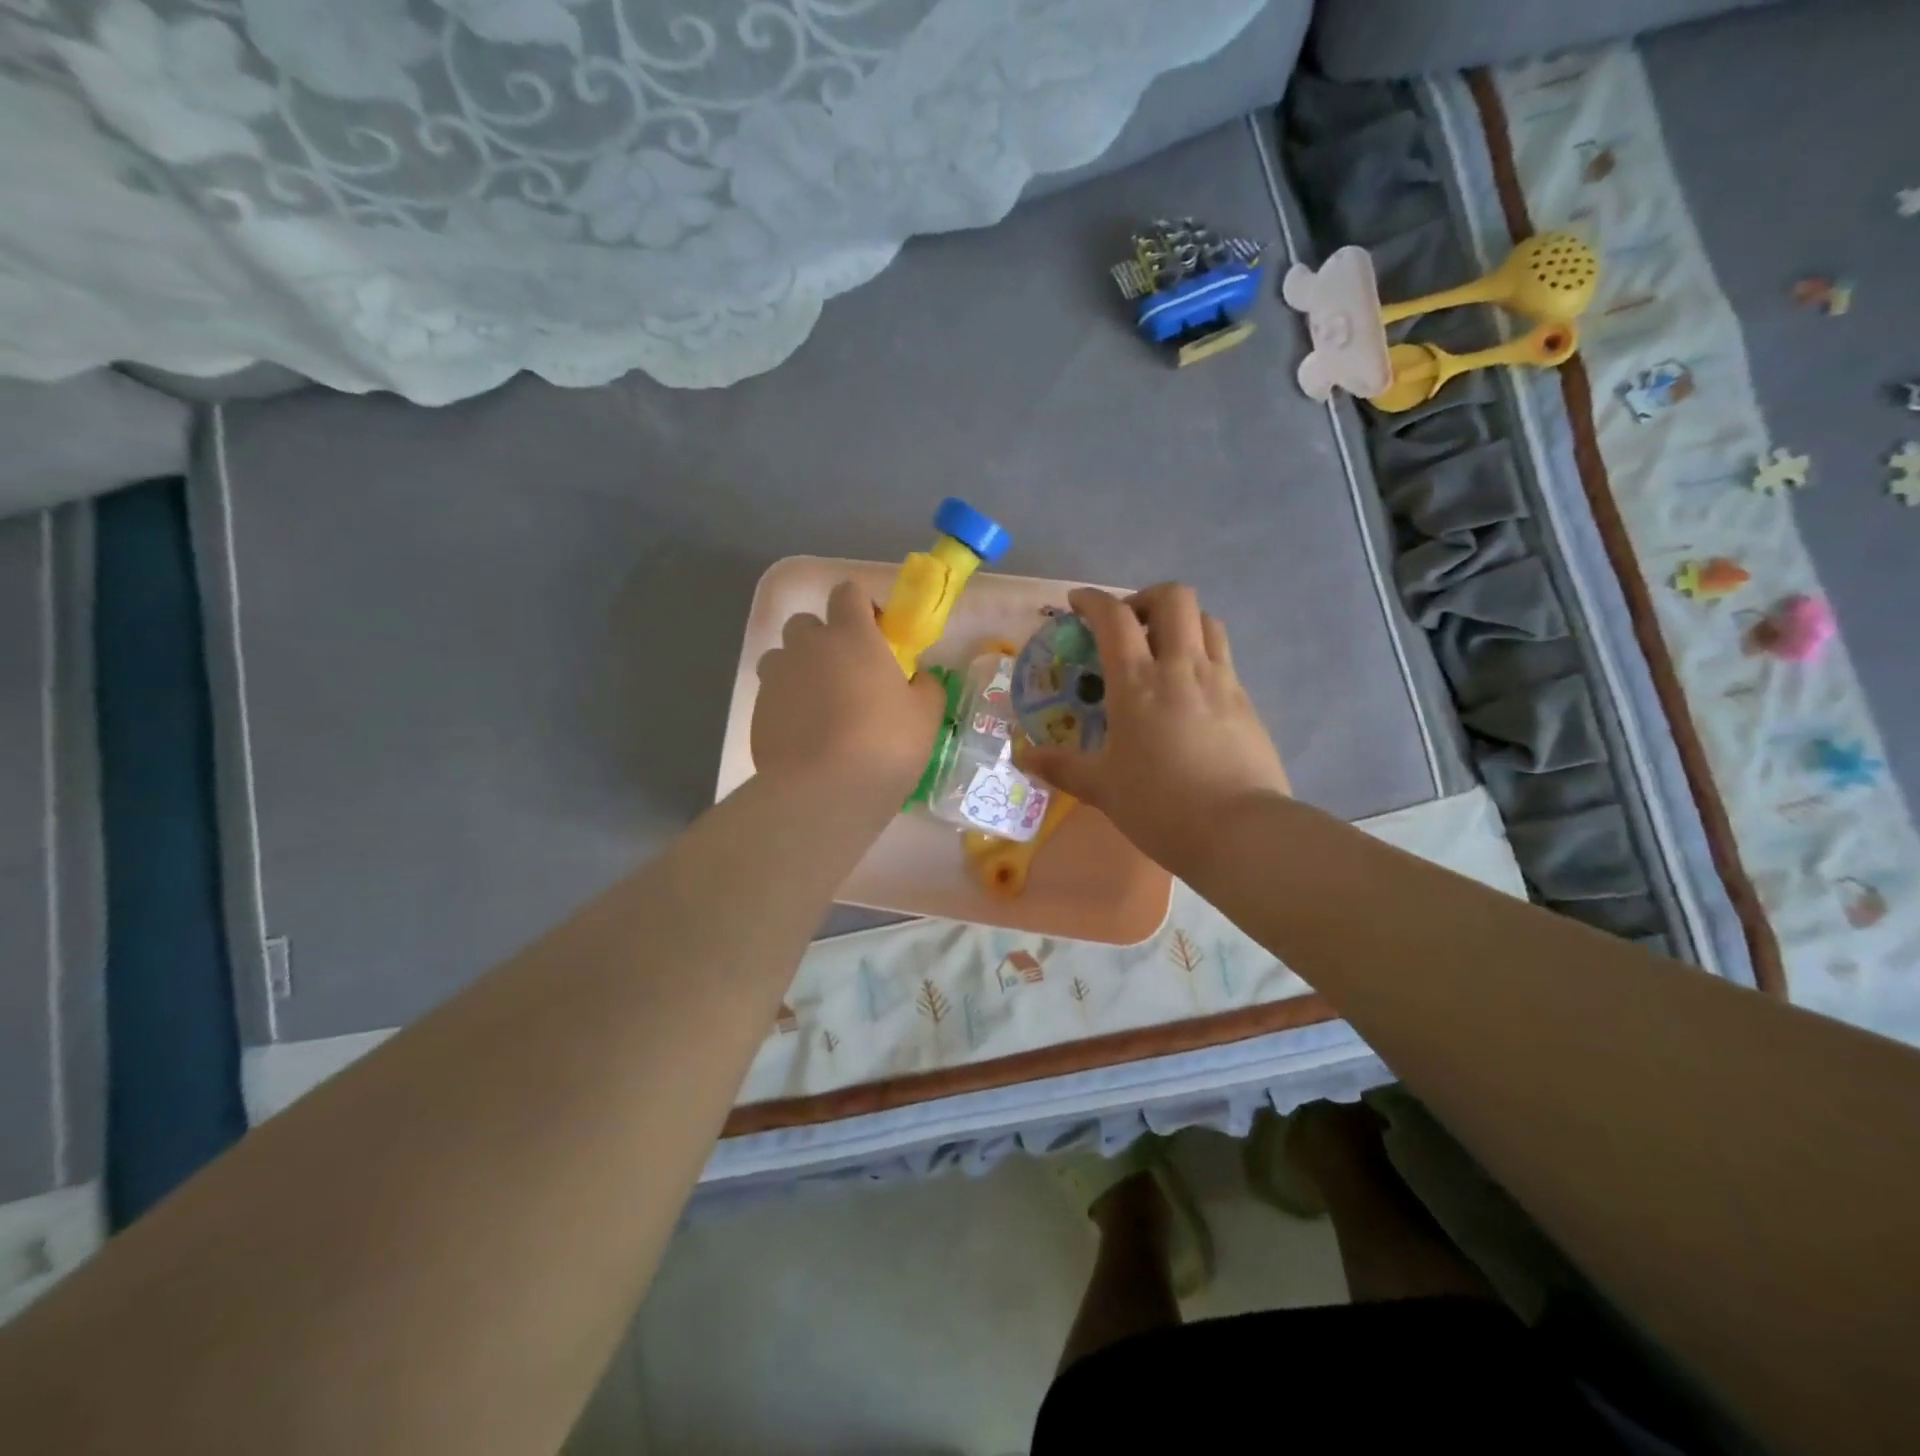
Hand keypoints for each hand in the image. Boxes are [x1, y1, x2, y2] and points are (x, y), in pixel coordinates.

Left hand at [753, 580, 945, 807]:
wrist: (825, 792)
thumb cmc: (885, 744)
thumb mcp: (925, 715)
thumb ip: (925, 686)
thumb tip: (919, 679)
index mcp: (851, 635)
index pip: (847, 592)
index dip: (861, 607)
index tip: (876, 634)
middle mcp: (807, 646)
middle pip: (806, 623)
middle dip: (823, 639)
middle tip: (846, 673)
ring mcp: (776, 678)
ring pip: (781, 657)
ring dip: (798, 669)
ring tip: (820, 705)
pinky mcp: (757, 711)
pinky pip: (772, 695)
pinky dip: (786, 705)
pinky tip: (805, 735)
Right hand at [1022, 585, 1288, 874]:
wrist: (1239, 831)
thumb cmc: (1160, 805)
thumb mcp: (1102, 788)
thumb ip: (1061, 767)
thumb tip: (1023, 758)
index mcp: (1138, 683)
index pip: (1114, 618)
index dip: (1092, 600)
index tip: (1077, 603)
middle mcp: (1181, 668)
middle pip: (1173, 598)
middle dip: (1145, 598)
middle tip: (1128, 626)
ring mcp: (1221, 681)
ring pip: (1206, 621)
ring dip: (1181, 622)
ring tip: (1162, 650)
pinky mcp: (1246, 702)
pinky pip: (1224, 658)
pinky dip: (1202, 656)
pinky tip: (1189, 692)